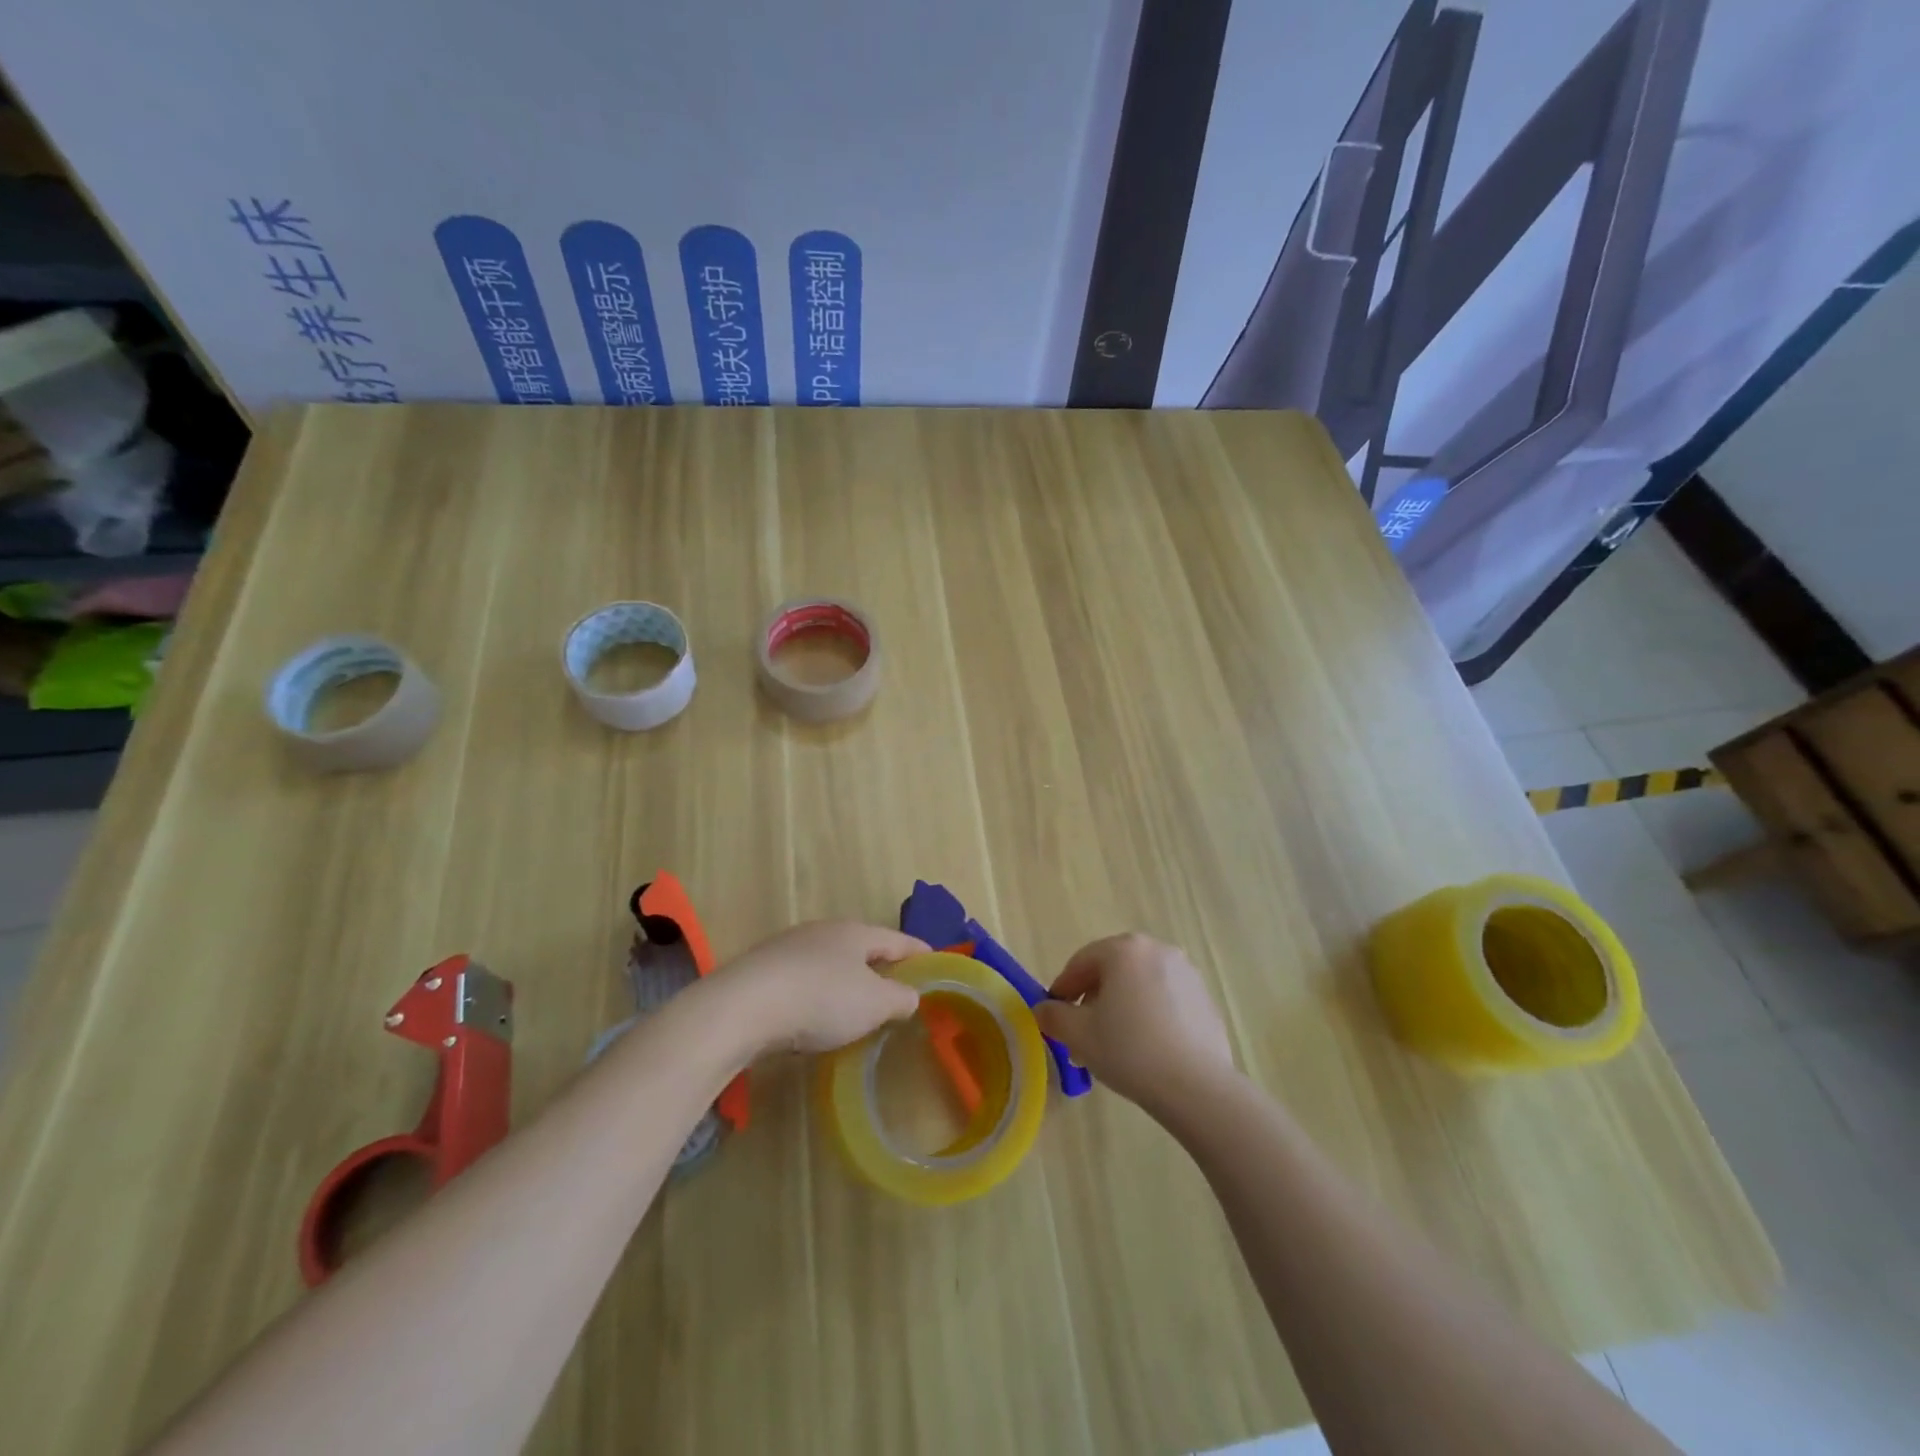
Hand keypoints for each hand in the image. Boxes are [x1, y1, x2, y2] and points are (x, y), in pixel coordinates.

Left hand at [717, 921, 927, 1057]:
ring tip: (857, 1006)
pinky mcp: (762, 972)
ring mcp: (788, 949)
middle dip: (880, 966)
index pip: (897, 940)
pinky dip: (817, 995)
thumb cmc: (821, 999)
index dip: (919, 952)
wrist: (742, 1008)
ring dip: (846, 982)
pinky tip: (814, 1016)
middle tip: (898, 988)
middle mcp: (823, 932)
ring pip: (829, 963)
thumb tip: (910, 996)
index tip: (935, 961)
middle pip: (861, 947)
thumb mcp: (874, 1003)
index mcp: (855, 933)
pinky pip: (803, 980)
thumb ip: (900, 998)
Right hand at [1034, 933, 1236, 1115]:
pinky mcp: (1205, 998)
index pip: (1081, 963)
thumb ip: (1054, 1017)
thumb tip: (1043, 1010)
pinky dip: (1149, 1014)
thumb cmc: (1130, 1050)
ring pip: (1140, 985)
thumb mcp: (1078, 1035)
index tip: (1055, 1015)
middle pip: (1112, 970)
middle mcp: (1157, 950)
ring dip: (1121, 1007)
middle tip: (1082, 1033)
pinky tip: (1146, 1048)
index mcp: (1124, 950)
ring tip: (1114, 1045)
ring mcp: (1186, 973)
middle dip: (1093, 999)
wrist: (1197, 1086)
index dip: (1063, 989)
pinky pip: (1165, 999)